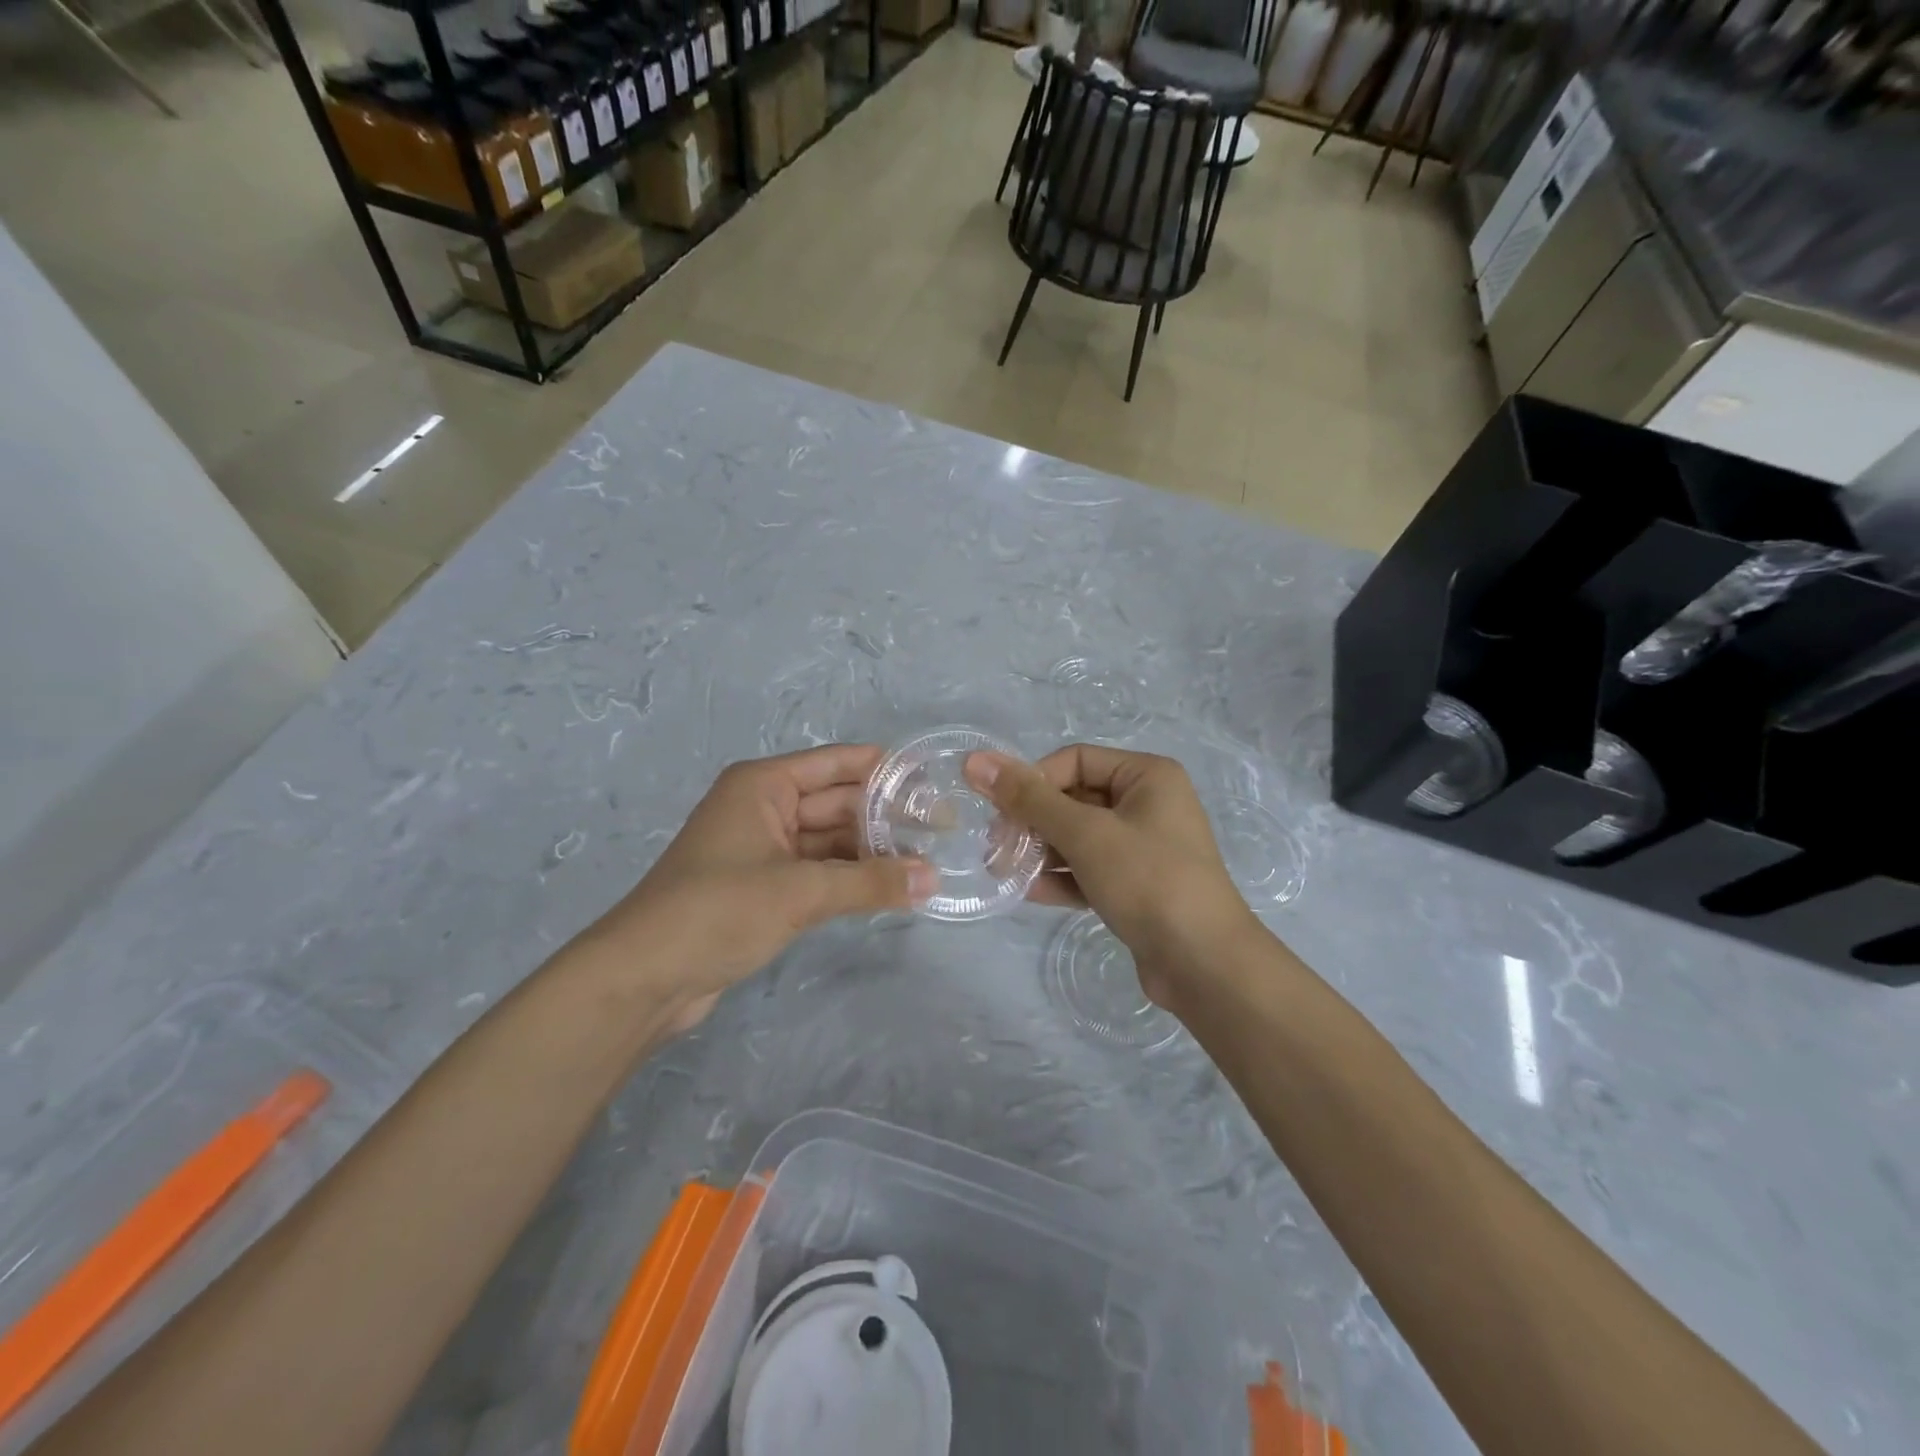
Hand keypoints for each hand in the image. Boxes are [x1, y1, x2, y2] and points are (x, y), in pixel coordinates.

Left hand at [583, 746, 934, 1034]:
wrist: (644, 978)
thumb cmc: (718, 910)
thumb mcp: (800, 892)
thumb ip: (870, 883)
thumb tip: (933, 879)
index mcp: (763, 786)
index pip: (835, 763)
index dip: (882, 768)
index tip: (932, 777)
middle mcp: (764, 808)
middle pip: (836, 802)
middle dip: (884, 815)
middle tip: (942, 828)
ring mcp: (763, 850)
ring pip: (829, 841)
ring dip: (870, 851)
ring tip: (926, 859)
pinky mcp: (763, 888)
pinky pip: (818, 872)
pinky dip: (849, 878)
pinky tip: (888, 886)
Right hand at [965, 744, 1259, 1006]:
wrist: (1204, 964)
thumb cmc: (1148, 881)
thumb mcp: (1085, 834)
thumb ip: (1029, 798)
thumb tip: (976, 760)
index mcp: (1147, 776)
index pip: (1074, 760)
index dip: (1034, 782)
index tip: (1002, 814)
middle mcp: (1148, 804)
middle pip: (1074, 799)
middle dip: (1032, 822)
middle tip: (995, 848)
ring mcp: (1143, 847)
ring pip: (1079, 837)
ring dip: (1040, 852)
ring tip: (1003, 871)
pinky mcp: (1137, 885)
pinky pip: (1090, 869)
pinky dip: (1062, 877)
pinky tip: (1029, 892)